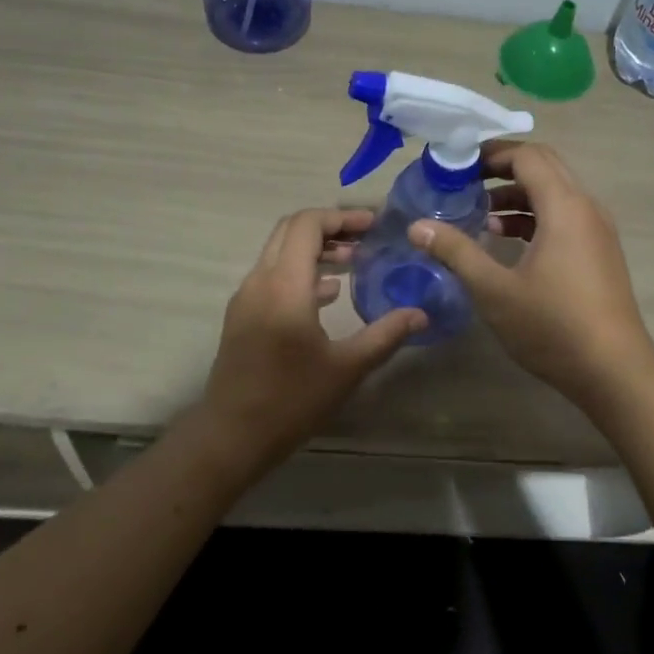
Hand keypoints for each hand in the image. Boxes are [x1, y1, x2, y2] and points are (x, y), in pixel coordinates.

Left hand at [202, 208, 424, 466]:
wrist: (232, 435)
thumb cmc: (291, 400)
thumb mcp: (347, 368)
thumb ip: (386, 335)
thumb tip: (421, 314)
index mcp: (285, 286)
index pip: (307, 225)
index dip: (341, 217)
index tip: (373, 225)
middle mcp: (260, 281)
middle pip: (290, 230)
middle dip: (329, 227)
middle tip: (366, 238)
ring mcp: (247, 298)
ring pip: (279, 252)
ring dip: (315, 249)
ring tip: (355, 261)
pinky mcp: (243, 315)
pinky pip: (272, 276)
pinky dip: (301, 271)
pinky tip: (330, 293)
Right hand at [407, 142, 653, 406]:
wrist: (614, 371)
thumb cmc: (552, 326)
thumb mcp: (494, 290)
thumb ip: (456, 252)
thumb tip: (417, 227)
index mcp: (565, 206)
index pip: (528, 156)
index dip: (491, 153)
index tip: (457, 163)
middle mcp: (586, 207)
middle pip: (545, 167)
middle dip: (503, 168)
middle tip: (464, 181)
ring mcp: (598, 230)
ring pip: (556, 193)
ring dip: (519, 195)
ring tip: (480, 215)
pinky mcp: (600, 252)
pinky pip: (565, 216)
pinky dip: (536, 217)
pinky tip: (508, 242)